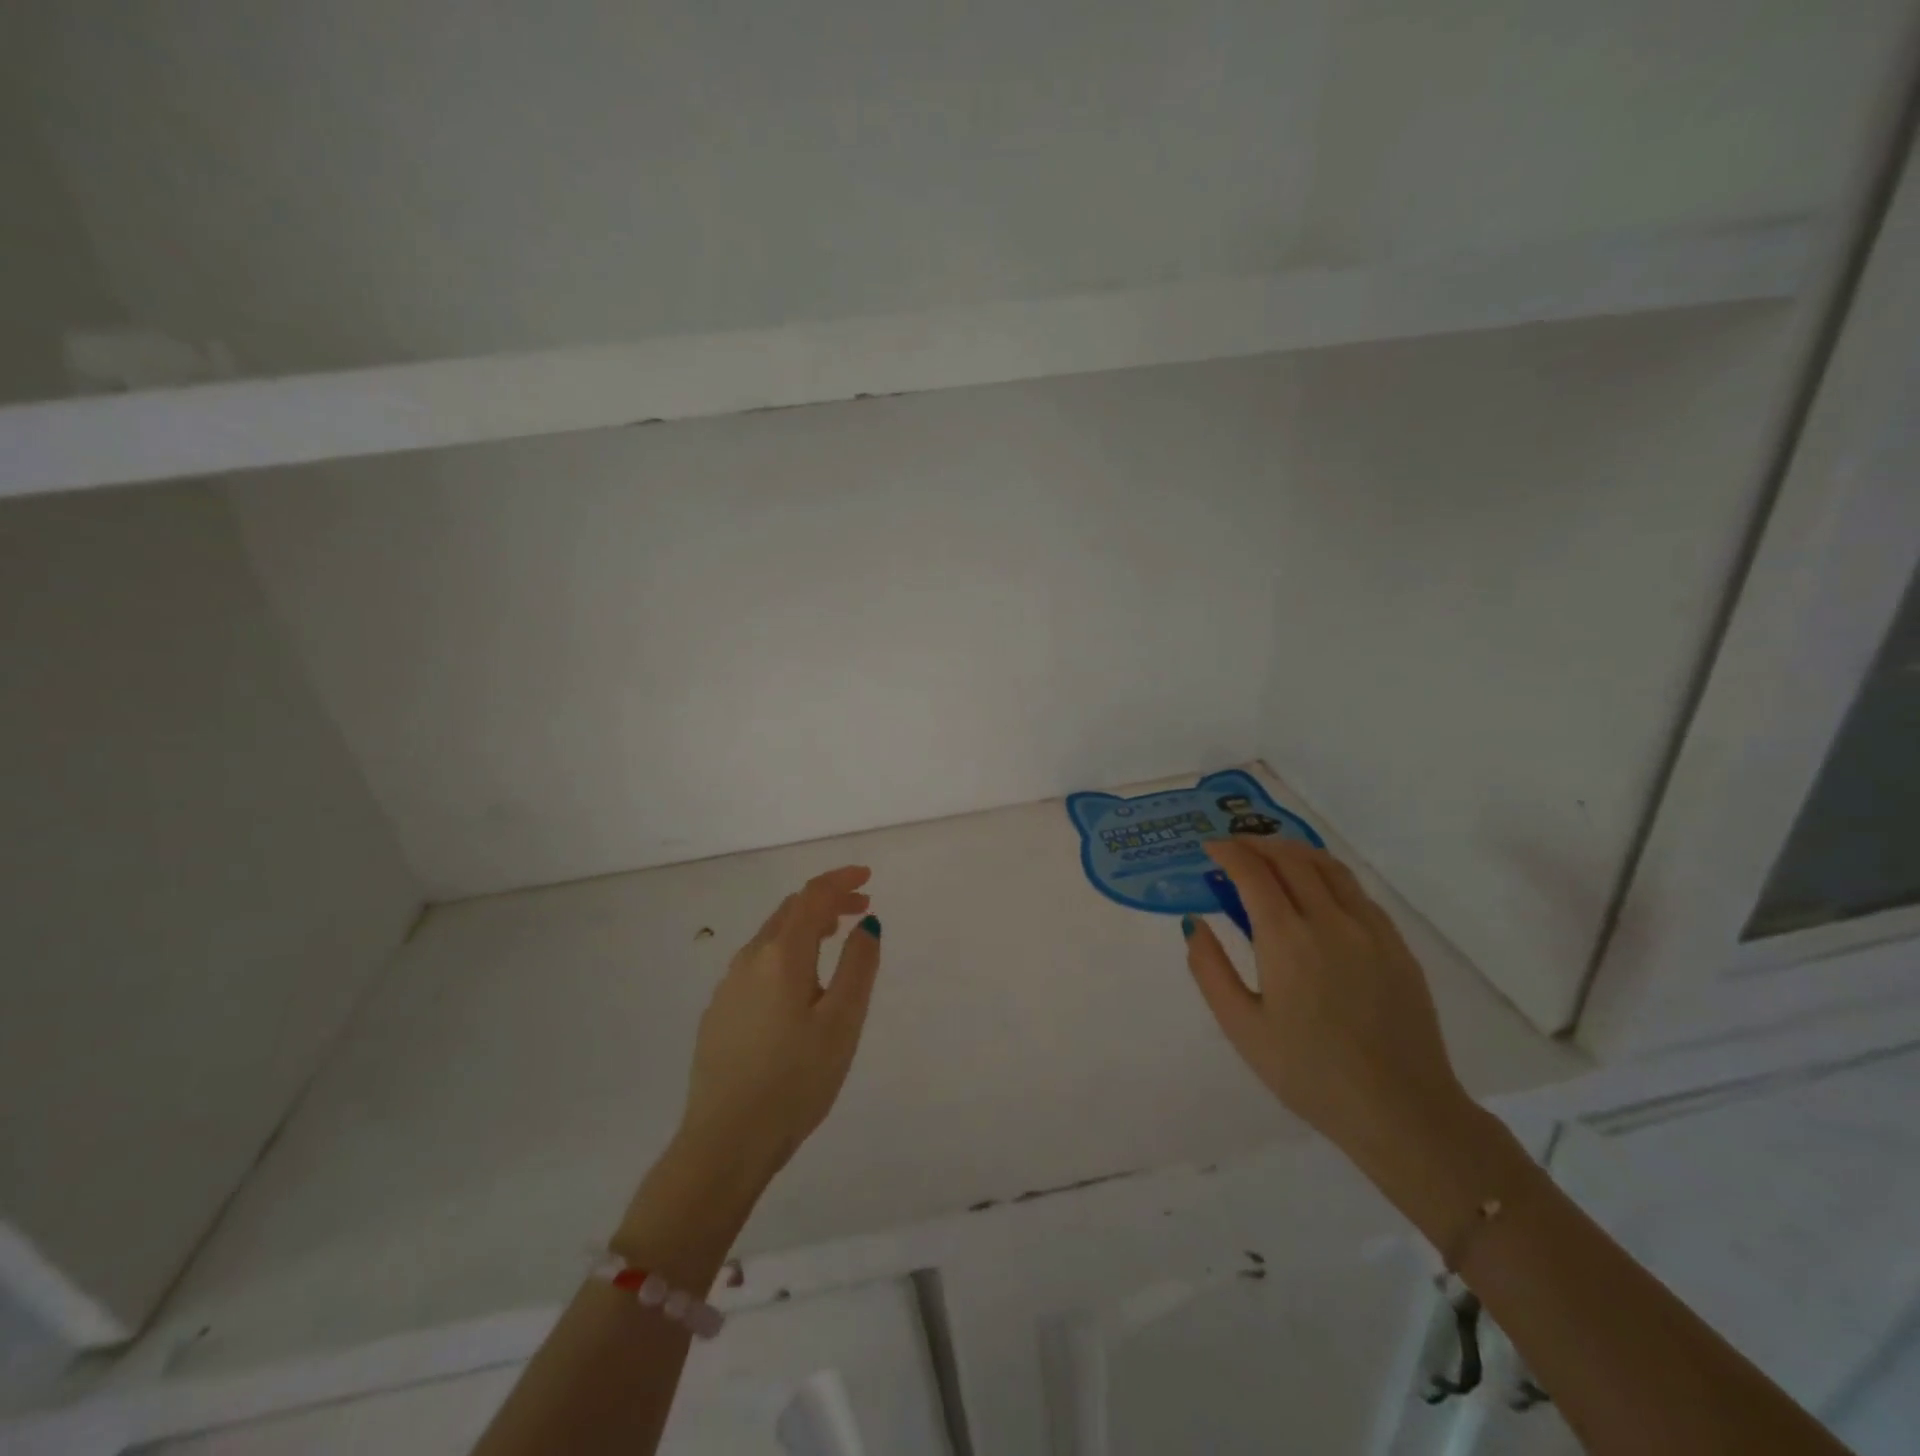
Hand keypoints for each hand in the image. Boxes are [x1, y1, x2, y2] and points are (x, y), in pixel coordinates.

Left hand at [677, 866, 882, 1186]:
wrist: (725, 1143)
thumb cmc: (795, 1081)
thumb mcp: (842, 1023)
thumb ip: (858, 966)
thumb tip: (866, 923)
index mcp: (781, 955)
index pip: (812, 897)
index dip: (841, 880)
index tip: (867, 877)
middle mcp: (749, 960)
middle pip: (790, 911)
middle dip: (827, 900)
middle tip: (861, 908)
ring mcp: (728, 987)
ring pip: (771, 937)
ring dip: (805, 926)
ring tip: (834, 937)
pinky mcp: (719, 1013)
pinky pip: (757, 963)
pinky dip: (786, 952)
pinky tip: (798, 983)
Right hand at [1182, 837, 1473, 1188]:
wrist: (1402, 1111)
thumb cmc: (1309, 1073)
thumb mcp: (1242, 1027)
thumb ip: (1210, 969)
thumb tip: (1194, 923)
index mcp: (1288, 938)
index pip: (1253, 872)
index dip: (1227, 852)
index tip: (1209, 848)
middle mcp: (1331, 921)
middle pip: (1291, 859)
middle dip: (1257, 844)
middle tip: (1234, 848)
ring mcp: (1371, 930)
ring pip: (1329, 867)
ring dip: (1294, 851)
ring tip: (1272, 855)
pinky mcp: (1397, 946)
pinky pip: (1357, 892)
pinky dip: (1328, 875)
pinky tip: (1318, 890)